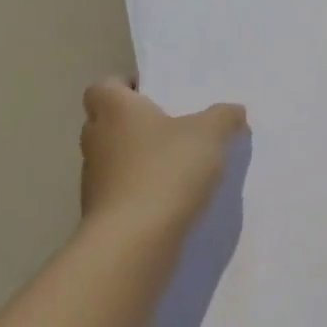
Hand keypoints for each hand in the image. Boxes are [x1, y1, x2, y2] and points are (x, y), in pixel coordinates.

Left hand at [79, 79, 246, 241]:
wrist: (135, 240)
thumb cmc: (168, 169)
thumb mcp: (211, 133)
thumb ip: (224, 116)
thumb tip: (232, 110)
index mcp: (115, 110)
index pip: (104, 86)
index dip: (127, 86)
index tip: (157, 94)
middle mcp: (97, 139)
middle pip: (109, 121)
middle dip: (138, 122)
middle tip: (175, 125)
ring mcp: (94, 179)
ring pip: (116, 157)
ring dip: (140, 157)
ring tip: (179, 163)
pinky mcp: (101, 212)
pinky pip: (123, 189)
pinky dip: (142, 188)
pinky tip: (173, 195)